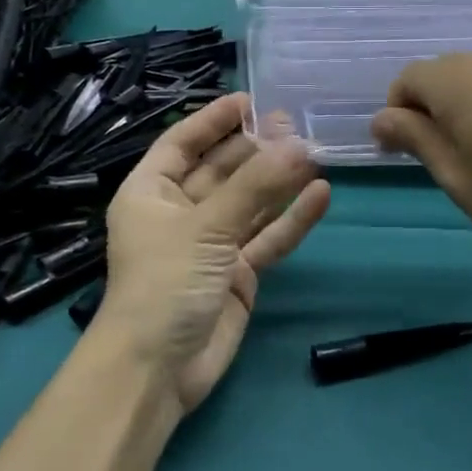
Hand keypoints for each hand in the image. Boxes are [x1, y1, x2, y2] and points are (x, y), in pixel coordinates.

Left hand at [98, 94, 329, 415]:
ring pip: (250, 203)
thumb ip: (255, 186)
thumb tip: (301, 144)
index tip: (251, 99)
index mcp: (151, 193)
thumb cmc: (164, 283)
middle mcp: (180, 213)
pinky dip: (292, 219)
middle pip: (223, 170)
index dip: (213, 120)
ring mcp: (211, 245)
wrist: (158, 371)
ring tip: (315, 150)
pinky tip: (321, 195)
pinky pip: (268, 238)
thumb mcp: (205, 226)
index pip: (182, 143)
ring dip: (279, 181)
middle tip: (297, 123)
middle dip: (256, 148)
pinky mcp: (238, 273)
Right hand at [371, 52, 471, 275]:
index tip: (399, 152)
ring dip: (456, 106)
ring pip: (471, 77)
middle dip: (425, 107)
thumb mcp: (453, 175)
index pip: (408, 79)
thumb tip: (381, 118)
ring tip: (468, 152)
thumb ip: (415, 137)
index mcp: (457, 80)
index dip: (396, 112)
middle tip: (432, 156)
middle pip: (439, 73)